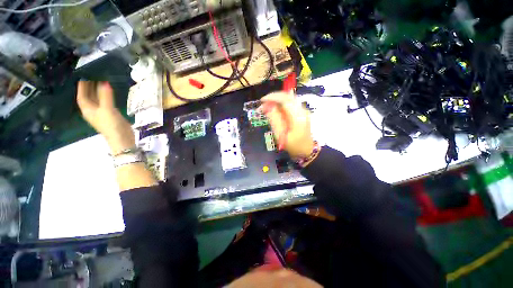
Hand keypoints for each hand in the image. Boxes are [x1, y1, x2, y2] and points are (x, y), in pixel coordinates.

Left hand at [76, 81, 134, 154]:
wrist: (122, 138)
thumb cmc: (111, 125)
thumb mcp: (107, 109)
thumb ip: (106, 96)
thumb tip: (104, 83)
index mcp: (88, 110)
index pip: (82, 97)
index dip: (82, 88)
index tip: (83, 78)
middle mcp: (93, 111)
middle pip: (89, 98)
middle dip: (90, 89)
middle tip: (93, 78)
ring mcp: (102, 114)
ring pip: (98, 101)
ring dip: (99, 93)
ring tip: (102, 83)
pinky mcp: (111, 115)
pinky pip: (106, 104)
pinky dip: (107, 98)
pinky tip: (110, 95)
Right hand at [260, 91, 314, 158]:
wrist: (307, 151)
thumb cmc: (294, 146)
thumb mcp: (281, 136)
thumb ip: (275, 120)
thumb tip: (268, 107)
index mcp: (298, 116)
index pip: (285, 100)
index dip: (272, 98)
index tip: (262, 101)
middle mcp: (302, 110)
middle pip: (288, 96)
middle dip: (274, 97)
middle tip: (263, 104)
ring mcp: (303, 111)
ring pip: (289, 99)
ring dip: (277, 100)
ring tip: (267, 107)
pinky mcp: (302, 113)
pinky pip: (290, 104)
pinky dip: (281, 104)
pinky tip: (275, 109)